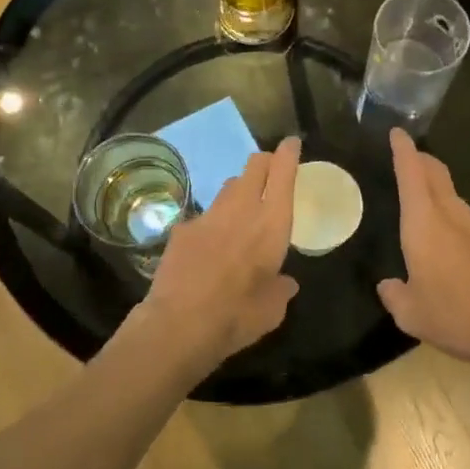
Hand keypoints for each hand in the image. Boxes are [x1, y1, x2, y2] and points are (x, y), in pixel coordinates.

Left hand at [138, 136, 301, 369]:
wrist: (178, 324)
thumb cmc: (237, 316)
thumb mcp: (273, 309)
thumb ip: (281, 289)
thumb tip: (285, 282)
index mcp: (272, 224)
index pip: (282, 173)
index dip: (288, 153)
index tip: (291, 143)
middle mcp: (241, 209)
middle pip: (254, 166)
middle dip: (264, 162)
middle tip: (270, 171)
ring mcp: (208, 216)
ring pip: (228, 187)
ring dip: (239, 191)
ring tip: (242, 210)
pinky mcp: (183, 228)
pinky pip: (204, 216)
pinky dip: (212, 224)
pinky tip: (208, 247)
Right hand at [378, 130, 469, 372]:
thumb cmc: (456, 315)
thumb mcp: (412, 314)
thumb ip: (394, 295)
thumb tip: (388, 286)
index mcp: (425, 222)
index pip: (412, 172)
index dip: (403, 150)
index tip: (397, 133)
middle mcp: (453, 214)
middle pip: (436, 174)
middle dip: (422, 161)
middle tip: (409, 158)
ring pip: (454, 197)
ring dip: (439, 192)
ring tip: (425, 206)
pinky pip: (469, 222)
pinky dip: (455, 222)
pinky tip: (452, 248)